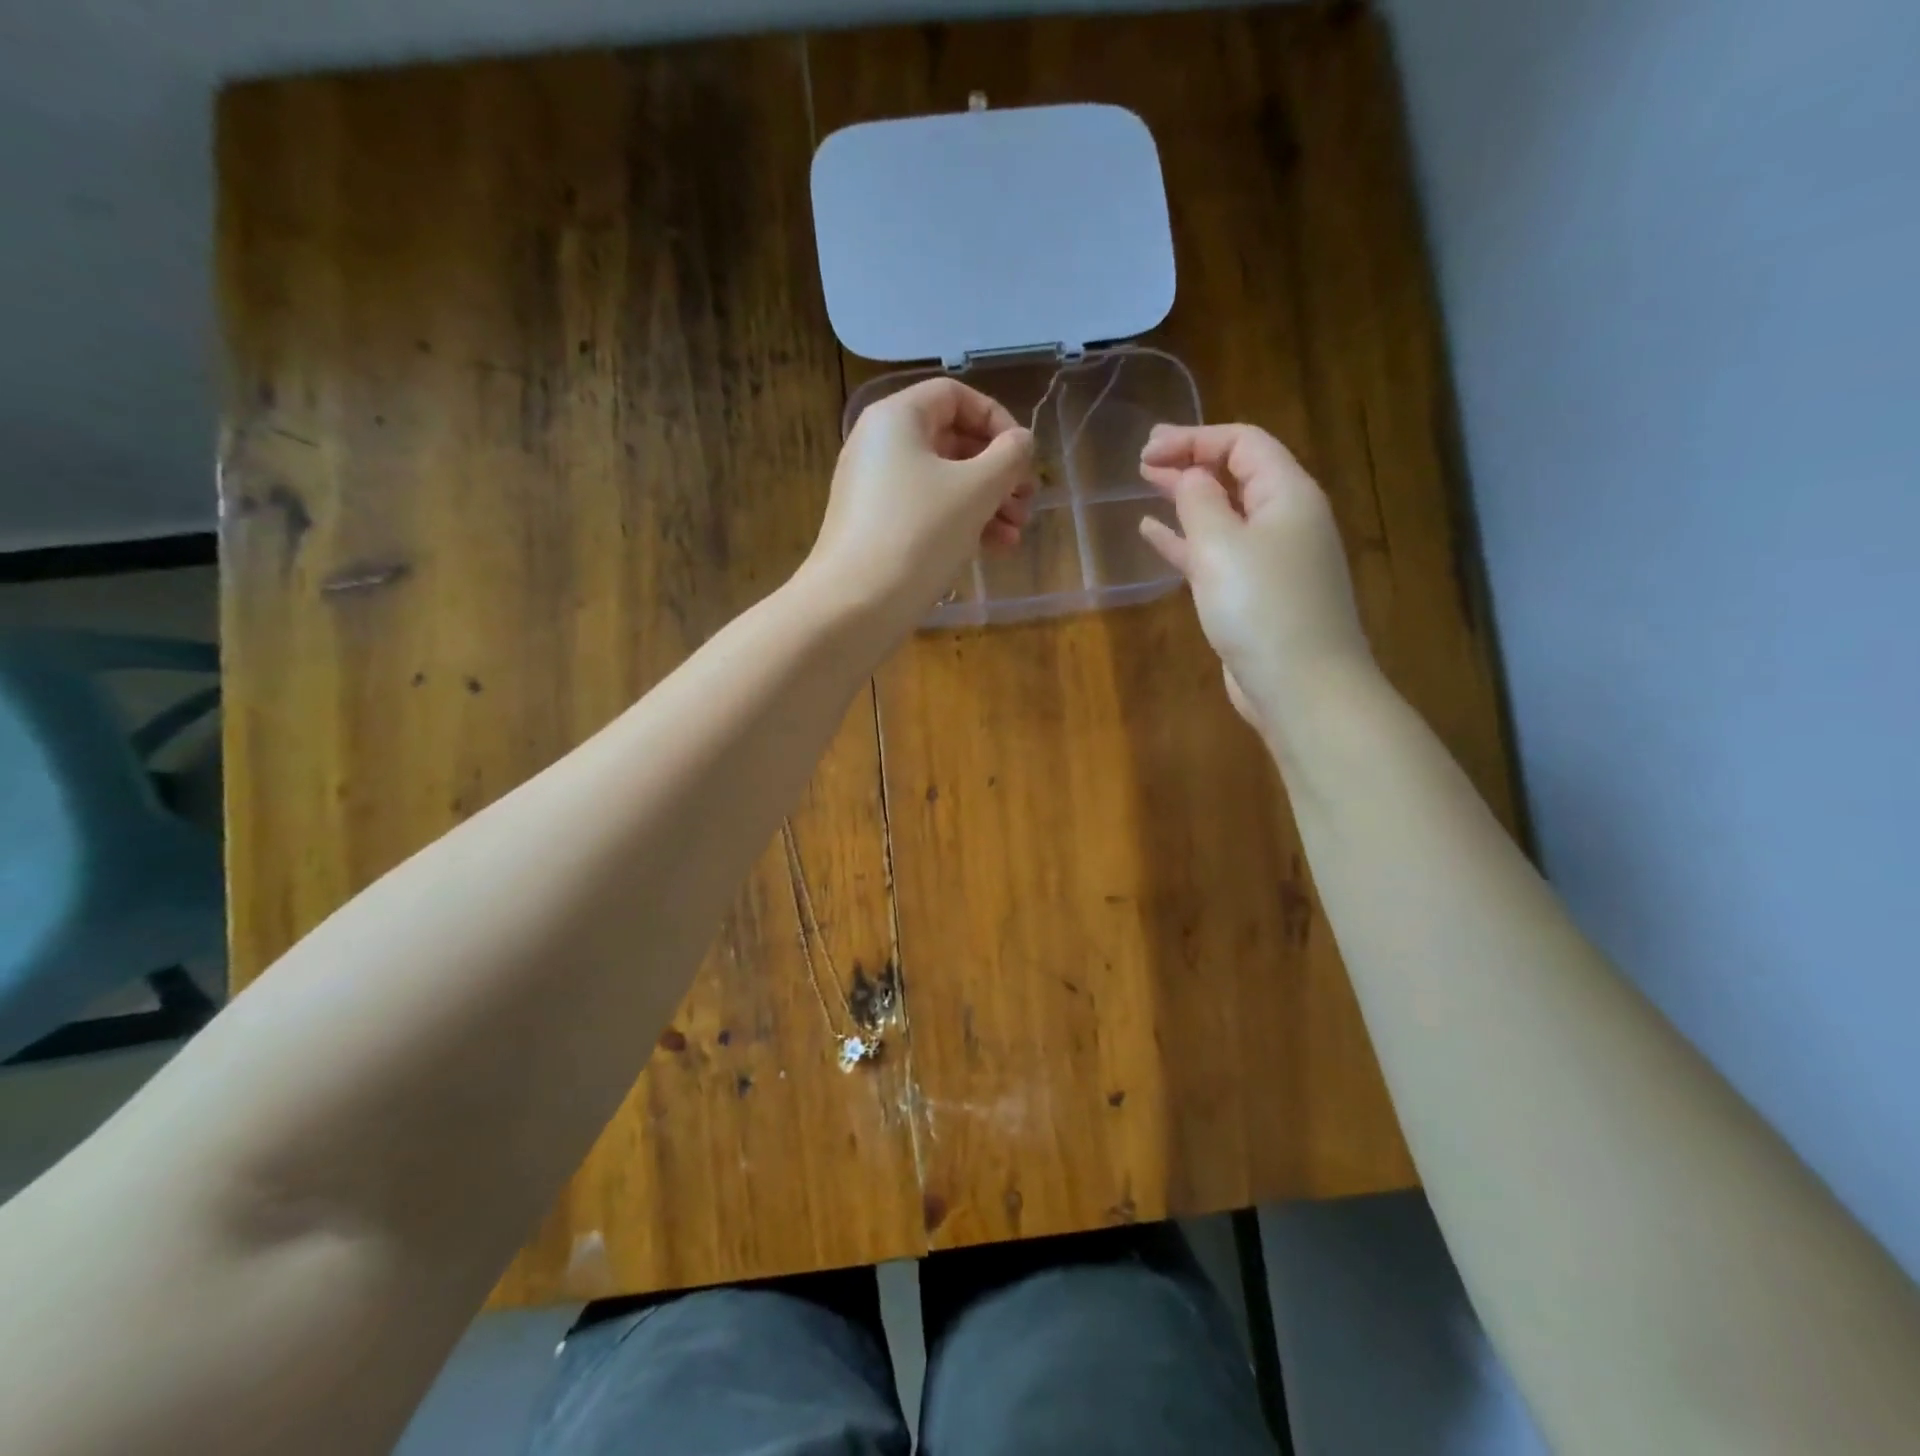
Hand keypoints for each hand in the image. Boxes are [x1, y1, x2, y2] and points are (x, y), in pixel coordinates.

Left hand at [804, 377, 1035, 630]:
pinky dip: (961, 523)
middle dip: (998, 472)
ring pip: (944, 482)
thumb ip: (1008, 457)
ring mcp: (876, 489)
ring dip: (987, 503)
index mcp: (897, 418)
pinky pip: (927, 511)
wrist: (855, 605)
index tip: (1023, 456)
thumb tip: (1021, 443)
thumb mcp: (975, 490)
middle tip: (1028, 502)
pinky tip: (995, 548)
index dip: (997, 420)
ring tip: (1017, 533)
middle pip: (952, 441)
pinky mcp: (877, 528)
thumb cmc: (919, 534)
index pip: (955, 396)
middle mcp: (881, 445)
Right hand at [1138, 423, 1371, 732]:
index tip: (1148, 449)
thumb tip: (1192, 477)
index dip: (1195, 438)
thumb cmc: (1261, 607)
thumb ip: (1200, 501)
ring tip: (1147, 484)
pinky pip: (1216, 554)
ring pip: (1223, 514)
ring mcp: (1271, 560)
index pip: (1243, 444)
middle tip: (1145, 458)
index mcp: (1288, 495)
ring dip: (1186, 498)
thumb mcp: (1222, 545)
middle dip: (1191, 461)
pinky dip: (1186, 541)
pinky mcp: (1254, 595)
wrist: (1301, 686)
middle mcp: (1285, 521)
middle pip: (1236, 475)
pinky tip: (1154, 534)